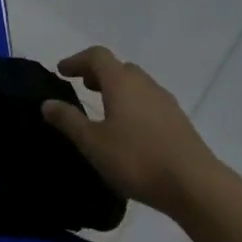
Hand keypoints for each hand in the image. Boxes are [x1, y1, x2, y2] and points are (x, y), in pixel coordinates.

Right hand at [42, 46, 220, 212]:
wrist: (195, 185)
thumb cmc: (136, 159)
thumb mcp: (93, 143)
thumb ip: (68, 120)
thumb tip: (47, 103)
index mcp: (121, 82)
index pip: (97, 56)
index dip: (77, 60)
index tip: (62, 72)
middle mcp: (144, 84)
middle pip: (119, 67)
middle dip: (98, 73)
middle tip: (83, 87)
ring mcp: (165, 102)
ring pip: (137, 84)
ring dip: (117, 89)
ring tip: (104, 109)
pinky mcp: (178, 121)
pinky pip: (149, 102)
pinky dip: (133, 104)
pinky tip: (129, 130)